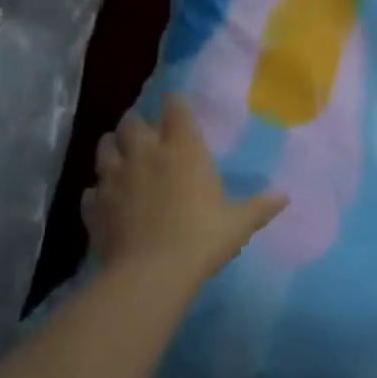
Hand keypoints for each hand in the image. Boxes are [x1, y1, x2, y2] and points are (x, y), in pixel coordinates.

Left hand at [82, 96, 288, 293]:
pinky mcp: (94, 205)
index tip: (175, 104)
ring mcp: (115, 178)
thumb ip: (260, 207)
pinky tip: (104, 199)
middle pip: (131, 122)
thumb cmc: (202, 240)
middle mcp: (146, 154)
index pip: (174, 108)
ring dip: (111, 146)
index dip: (174, 103)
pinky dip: (97, 191)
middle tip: (144, 131)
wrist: (151, 274)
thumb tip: (285, 196)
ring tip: (119, 153)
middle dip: (136, 122)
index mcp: (183, 149)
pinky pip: (91, 189)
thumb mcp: (238, 224)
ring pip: (104, 147)